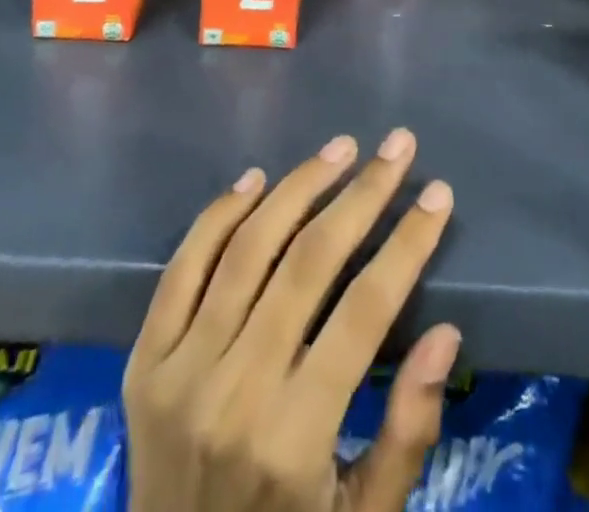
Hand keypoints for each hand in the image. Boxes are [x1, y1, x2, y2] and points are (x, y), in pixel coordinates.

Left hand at [123, 130, 459, 511]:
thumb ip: (408, 434)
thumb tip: (445, 334)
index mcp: (294, 441)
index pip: (364, 313)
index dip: (407, 245)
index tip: (437, 193)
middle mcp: (235, 394)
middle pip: (308, 263)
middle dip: (363, 194)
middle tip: (397, 147)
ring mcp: (180, 373)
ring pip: (248, 249)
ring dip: (299, 187)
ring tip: (340, 148)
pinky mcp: (144, 361)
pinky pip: (183, 267)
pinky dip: (220, 215)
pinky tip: (256, 179)